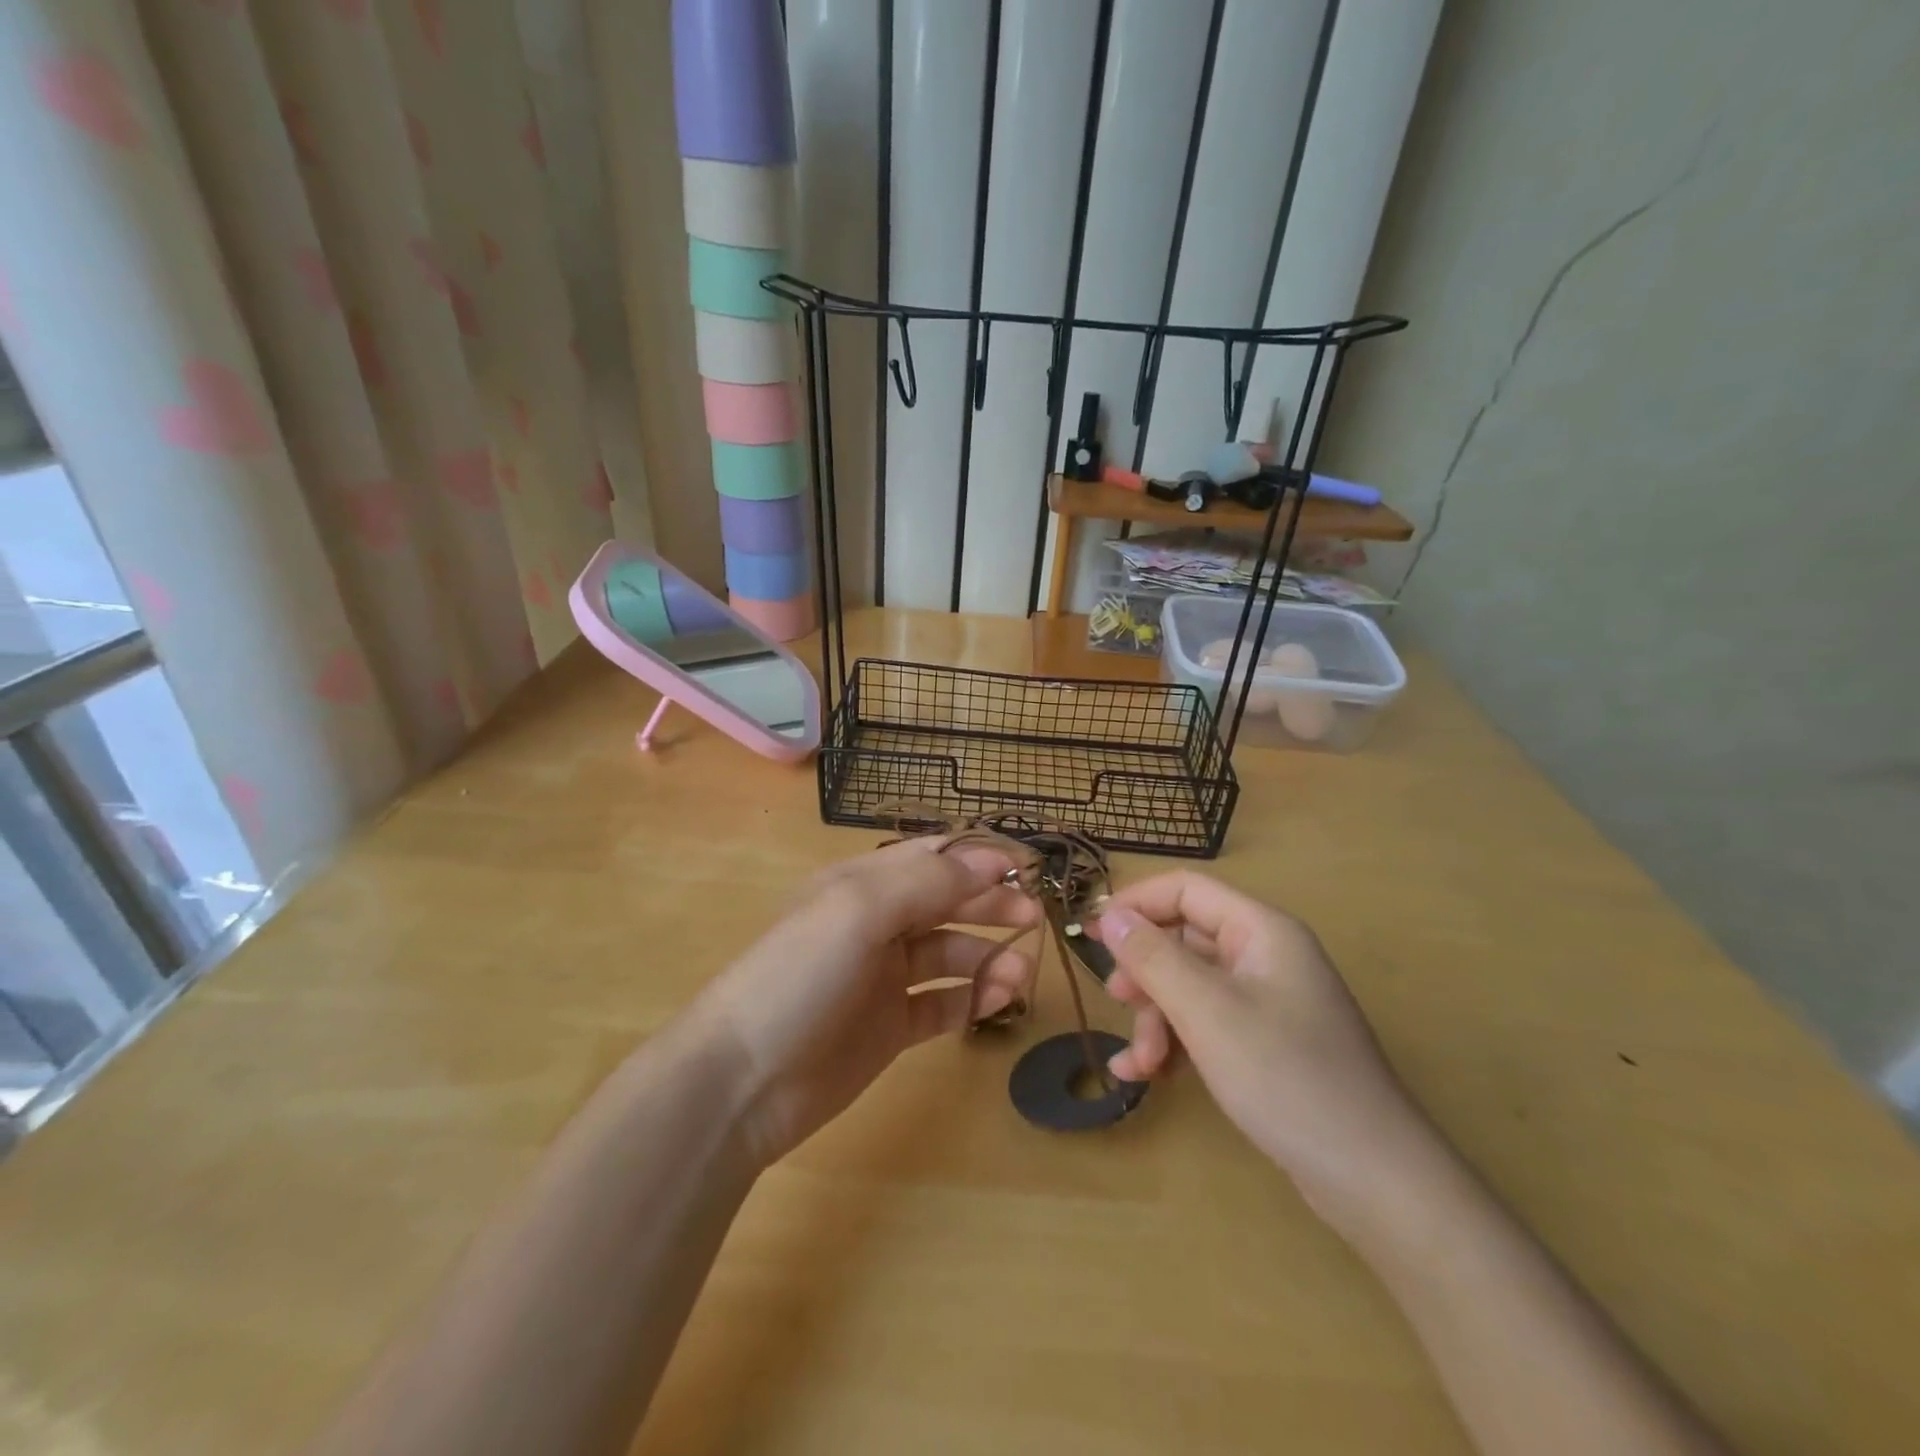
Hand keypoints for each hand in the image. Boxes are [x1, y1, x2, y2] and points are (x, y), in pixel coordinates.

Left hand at [690, 837, 1039, 1170]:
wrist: (742, 1081)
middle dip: (989, 906)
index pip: (929, 858)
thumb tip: (989, 862)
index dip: (976, 860)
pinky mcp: (889, 1026)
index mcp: (861, 884)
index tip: (1024, 870)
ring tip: (1021, 974)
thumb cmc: (799, 976)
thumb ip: (927, 881)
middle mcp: (874, 924)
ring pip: (949, 954)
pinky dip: (972, 998)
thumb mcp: (858, 910)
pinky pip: (942, 1003)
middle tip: (1034, 918)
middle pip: (945, 903)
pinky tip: (998, 1001)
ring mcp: (882, 978)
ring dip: (987, 956)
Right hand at [1092, 872, 1436, 1221]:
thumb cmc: (1286, 1077)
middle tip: (1115, 1000)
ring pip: (1190, 986)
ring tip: (1139, 1064)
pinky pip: (1207, 1023)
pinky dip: (1175, 1043)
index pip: (1186, 890)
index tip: (1092, 935)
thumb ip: (1153, 957)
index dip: (1136, 904)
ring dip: (1156, 1018)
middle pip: (1185, 939)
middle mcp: (1265, 955)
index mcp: (1261, 930)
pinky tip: (1148, 1077)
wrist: (1374, 1180)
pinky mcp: (1266, 1043)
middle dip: (1145, 972)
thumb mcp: (1206, 1011)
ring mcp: (1268, 1001)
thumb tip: (1110, 914)